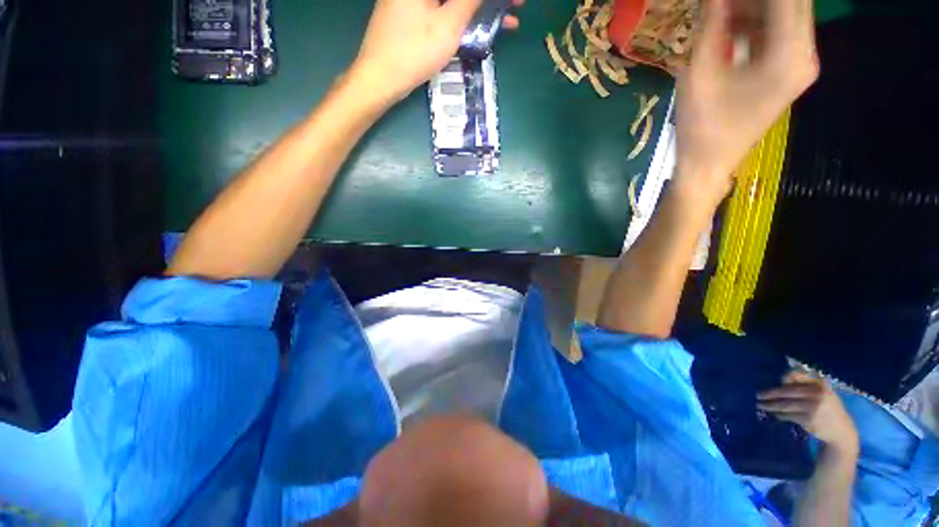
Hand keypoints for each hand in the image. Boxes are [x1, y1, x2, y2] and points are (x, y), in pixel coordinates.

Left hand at [351, 0, 523, 103]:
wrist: (379, 78)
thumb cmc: (413, 52)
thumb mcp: (448, 25)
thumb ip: (471, 0)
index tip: (514, 2)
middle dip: (490, 1)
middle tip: (516, 7)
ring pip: (455, 0)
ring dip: (480, 8)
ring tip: (508, 21)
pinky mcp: (414, 12)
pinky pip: (445, 8)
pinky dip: (463, 15)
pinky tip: (482, 26)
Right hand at [675, 0, 818, 205]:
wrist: (708, 165)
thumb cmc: (701, 127)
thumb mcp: (700, 73)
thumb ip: (711, 24)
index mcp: (790, 55)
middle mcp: (805, 54)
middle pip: (792, 3)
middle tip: (720, 3)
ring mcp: (799, 63)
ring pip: (784, 14)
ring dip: (754, 5)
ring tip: (720, 9)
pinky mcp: (787, 71)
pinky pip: (777, 32)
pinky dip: (754, 21)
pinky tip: (728, 23)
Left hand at [758, 371, 858, 454]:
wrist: (843, 433)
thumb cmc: (830, 410)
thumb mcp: (822, 394)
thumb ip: (806, 385)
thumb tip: (782, 378)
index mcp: (820, 384)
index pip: (797, 375)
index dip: (785, 377)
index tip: (775, 380)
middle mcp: (816, 393)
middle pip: (787, 391)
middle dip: (770, 393)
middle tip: (757, 394)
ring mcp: (812, 407)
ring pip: (785, 404)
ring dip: (770, 405)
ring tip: (760, 405)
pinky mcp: (808, 419)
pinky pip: (789, 415)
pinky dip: (779, 415)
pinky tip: (774, 414)